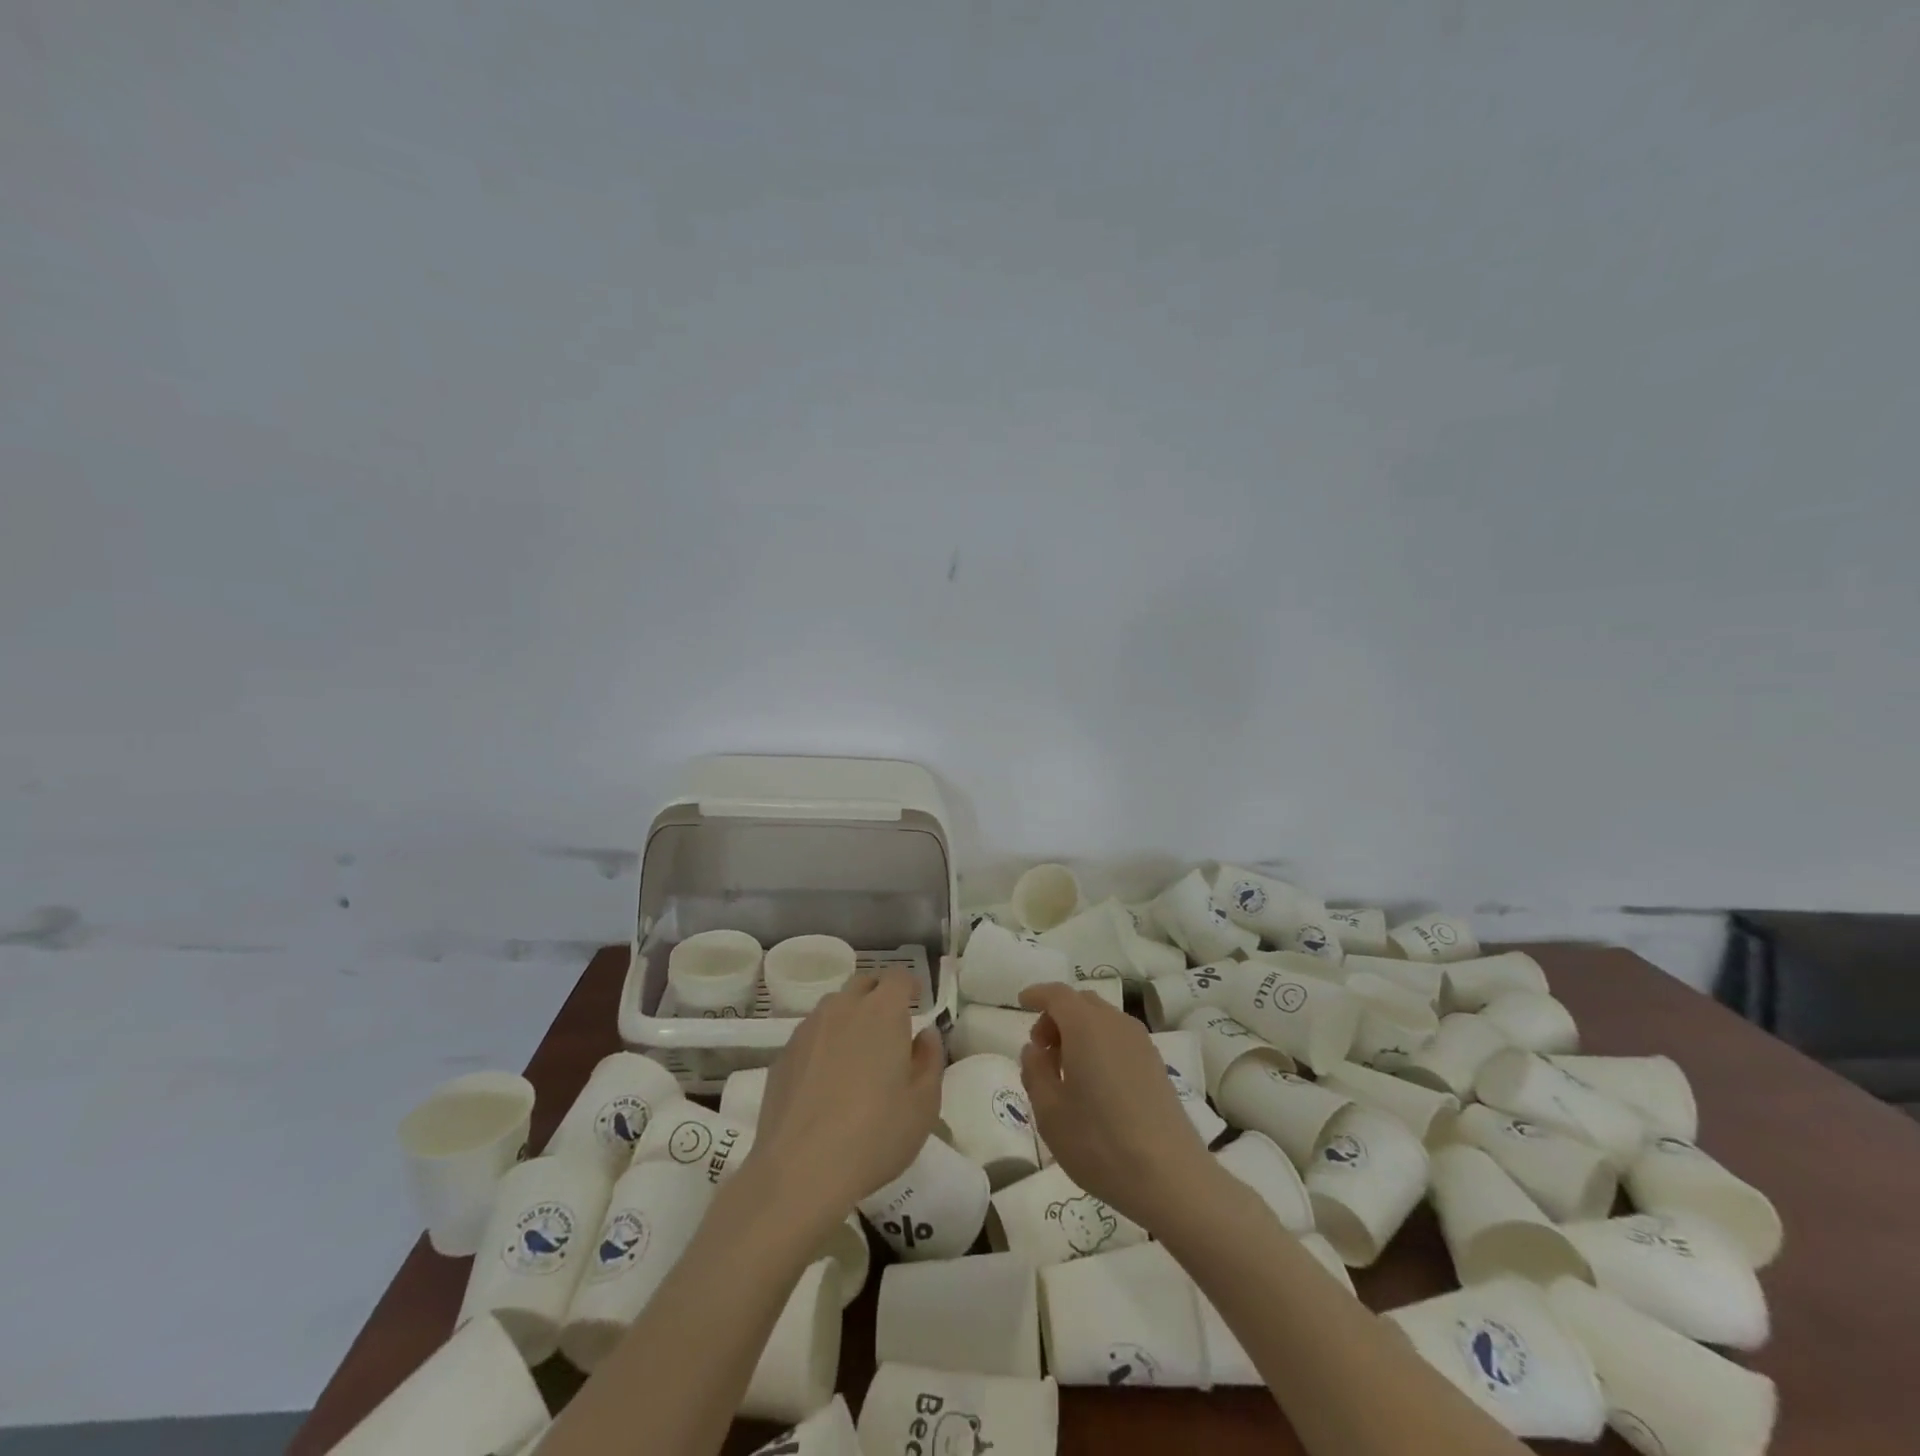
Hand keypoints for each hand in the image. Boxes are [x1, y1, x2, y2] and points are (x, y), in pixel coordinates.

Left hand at [753, 969, 942, 1228]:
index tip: (917, 1001)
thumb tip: (925, 1035)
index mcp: (882, 1011)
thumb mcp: (923, 1105)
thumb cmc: (875, 1134)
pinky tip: (826, 1081)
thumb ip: (930, 1061)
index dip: (909, 985)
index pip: (898, 976)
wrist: (800, 1170)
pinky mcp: (782, 1056)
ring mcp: (807, 1030)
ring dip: (849, 1018)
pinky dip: (823, 1045)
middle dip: (879, 995)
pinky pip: (810, 1036)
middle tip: (889, 1027)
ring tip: (857, 1053)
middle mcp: (842, 1008)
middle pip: (863, 984)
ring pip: (833, 1008)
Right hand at [1017, 982, 1218, 1232]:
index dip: (1037, 994)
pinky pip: (1119, 1038)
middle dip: (1056, 1016)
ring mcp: (1141, 1043)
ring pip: (1102, 1019)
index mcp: (1086, 1026)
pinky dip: (1100, 1044)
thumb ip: (1035, 1072)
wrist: (1171, 1177)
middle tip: (1042, 1050)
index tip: (1021, 1003)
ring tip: (1066, 1071)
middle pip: (1081, 1003)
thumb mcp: (1049, 1112)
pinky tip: (1095, 1083)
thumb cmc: (1099, 1142)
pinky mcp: (1156, 1064)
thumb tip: (1035, 1049)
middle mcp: (1115, 1024)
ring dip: (1079, 1031)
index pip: (1057, 994)